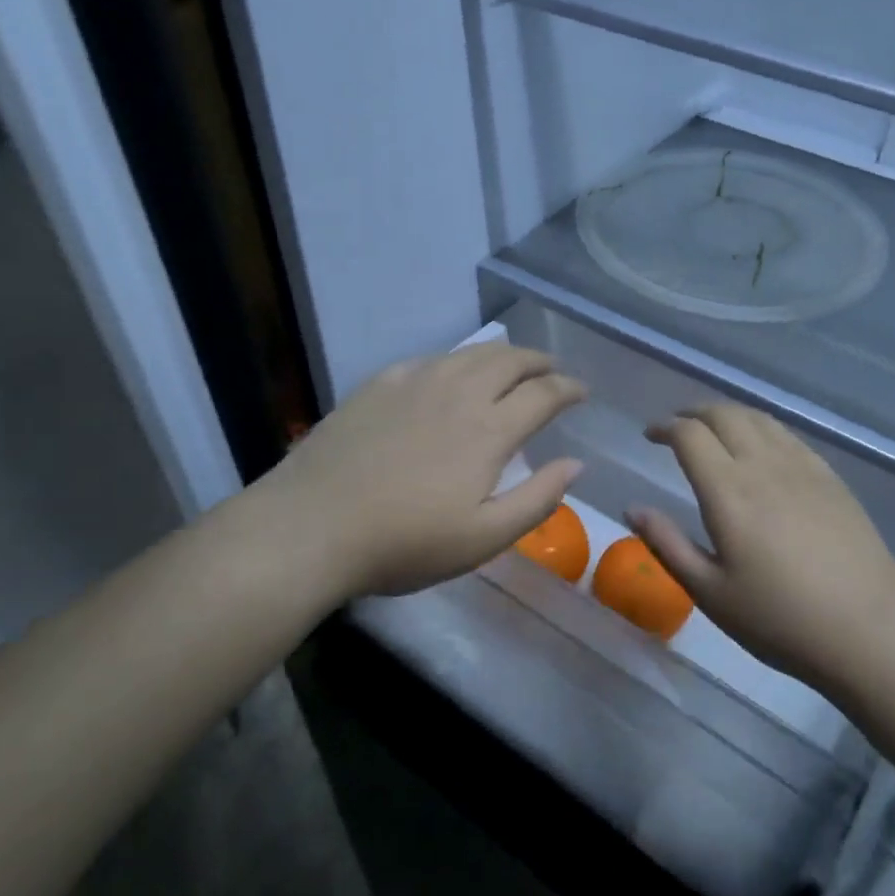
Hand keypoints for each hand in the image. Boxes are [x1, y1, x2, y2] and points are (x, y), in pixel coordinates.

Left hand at [262, 344, 586, 598]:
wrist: (312, 525)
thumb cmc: (405, 542)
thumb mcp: (483, 538)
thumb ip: (537, 499)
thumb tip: (576, 464)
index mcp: (490, 429)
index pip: (544, 393)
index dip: (569, 388)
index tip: (581, 392)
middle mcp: (459, 392)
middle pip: (511, 360)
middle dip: (540, 362)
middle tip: (552, 372)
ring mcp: (416, 382)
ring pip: (471, 353)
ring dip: (503, 355)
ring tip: (511, 366)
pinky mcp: (381, 383)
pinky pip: (432, 359)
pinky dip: (457, 361)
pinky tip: (452, 374)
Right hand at [629, 404, 894, 686]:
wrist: (868, 630)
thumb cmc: (780, 619)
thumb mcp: (711, 593)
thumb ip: (668, 544)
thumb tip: (632, 509)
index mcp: (728, 491)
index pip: (689, 435)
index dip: (665, 427)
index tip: (650, 436)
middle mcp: (763, 465)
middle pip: (724, 414)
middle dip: (693, 412)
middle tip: (677, 427)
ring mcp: (802, 466)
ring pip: (758, 418)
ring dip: (727, 414)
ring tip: (713, 429)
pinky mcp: (830, 477)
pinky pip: (787, 434)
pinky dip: (761, 427)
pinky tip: (760, 447)